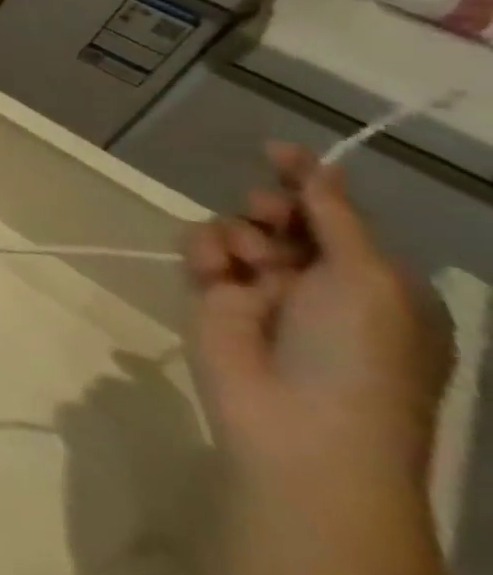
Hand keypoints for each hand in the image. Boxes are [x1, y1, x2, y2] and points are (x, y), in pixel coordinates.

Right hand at [185, 144, 449, 484]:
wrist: (299, 424)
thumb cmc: (359, 354)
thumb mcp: (369, 279)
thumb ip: (335, 216)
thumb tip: (317, 164)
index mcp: (376, 284)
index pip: (338, 217)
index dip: (310, 180)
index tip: (276, 149)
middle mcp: (320, 283)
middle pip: (283, 218)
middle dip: (271, 207)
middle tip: (267, 212)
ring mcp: (262, 290)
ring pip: (236, 228)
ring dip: (239, 232)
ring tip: (246, 259)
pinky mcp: (211, 296)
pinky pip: (199, 249)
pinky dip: (204, 250)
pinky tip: (214, 270)